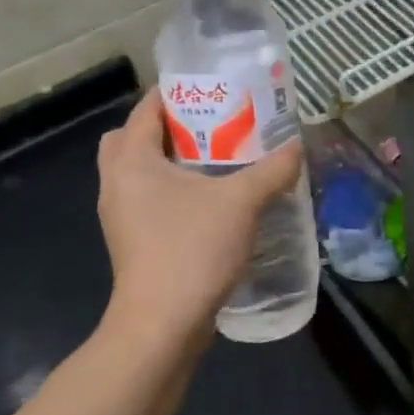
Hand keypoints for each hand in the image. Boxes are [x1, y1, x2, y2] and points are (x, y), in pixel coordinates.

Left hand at [97, 89, 304, 347]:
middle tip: (208, 126)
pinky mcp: (131, 241)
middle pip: (133, 138)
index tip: (212, 88)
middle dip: (167, 127)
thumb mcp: (241, 202)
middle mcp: (116, 182)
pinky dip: (169, 191)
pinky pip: (145, 199)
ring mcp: (120, 215)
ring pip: (138, 171)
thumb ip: (272, 170)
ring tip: (214, 160)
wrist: (161, 325)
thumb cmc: (192, 249)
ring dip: (170, 162)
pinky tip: (208, 201)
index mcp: (132, 160)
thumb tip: (297, 146)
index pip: (146, 108)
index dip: (176, 92)